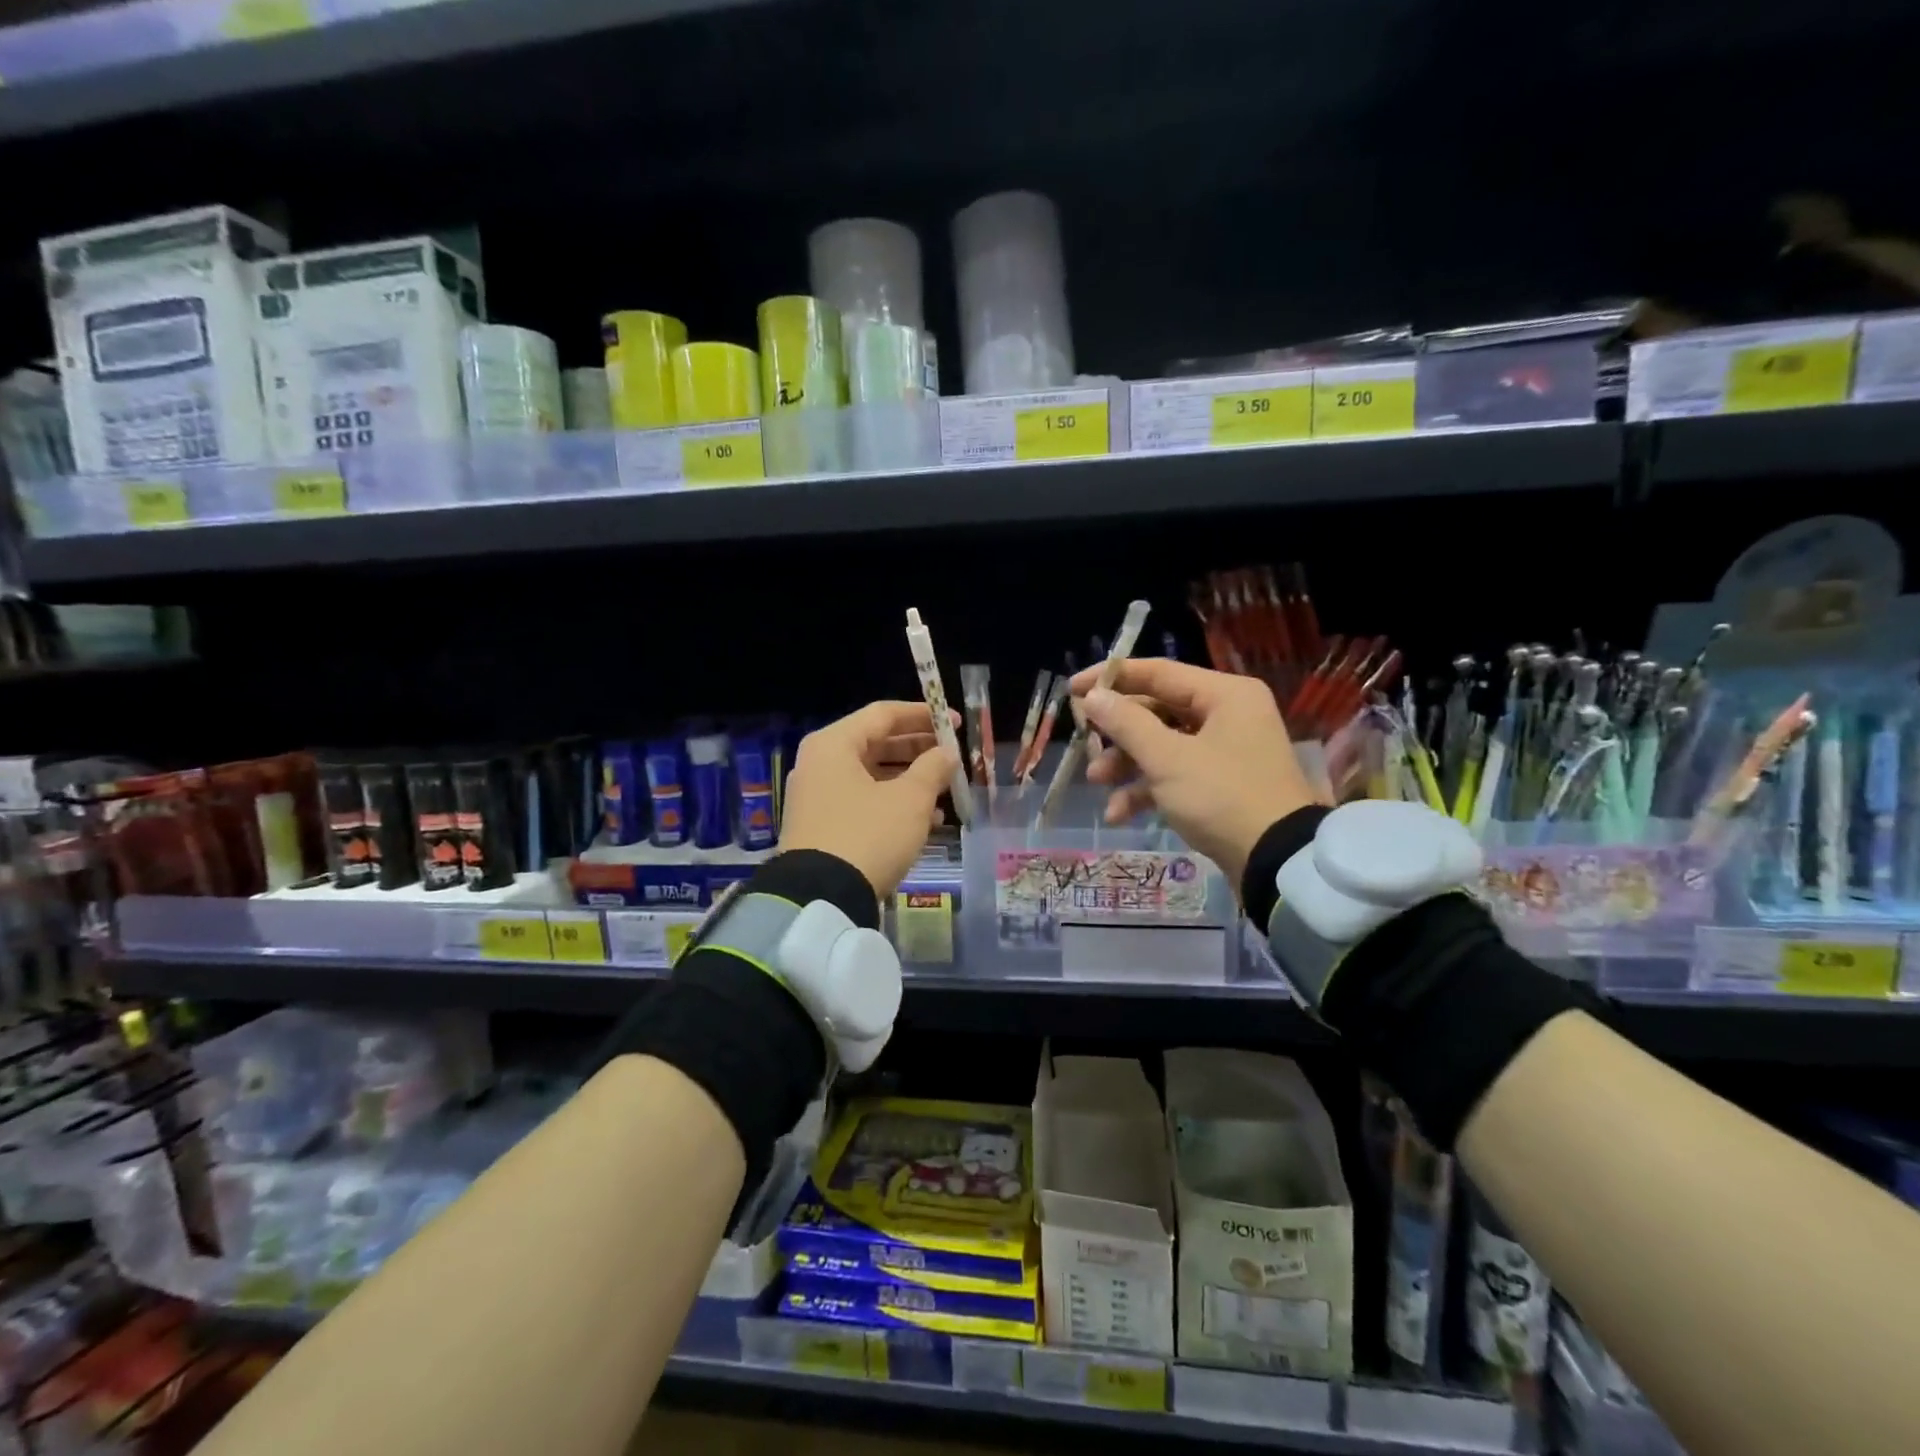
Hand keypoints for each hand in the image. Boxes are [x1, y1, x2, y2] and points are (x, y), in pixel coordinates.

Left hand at [778, 701, 960, 896]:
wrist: (821, 897)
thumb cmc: (868, 835)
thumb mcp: (910, 800)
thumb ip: (933, 768)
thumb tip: (947, 753)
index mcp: (834, 744)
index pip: (883, 714)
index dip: (923, 715)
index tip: (956, 724)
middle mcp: (819, 763)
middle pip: (875, 743)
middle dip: (918, 749)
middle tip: (952, 756)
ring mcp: (816, 796)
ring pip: (871, 775)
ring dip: (910, 779)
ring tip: (946, 788)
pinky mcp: (821, 825)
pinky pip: (862, 800)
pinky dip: (892, 803)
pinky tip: (927, 819)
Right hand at [1070, 659, 1319, 890]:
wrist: (1277, 862)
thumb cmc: (1222, 797)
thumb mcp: (1168, 759)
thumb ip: (1126, 723)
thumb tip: (1093, 696)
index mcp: (1224, 694)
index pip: (1157, 672)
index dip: (1111, 679)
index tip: (1072, 690)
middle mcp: (1227, 714)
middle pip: (1157, 710)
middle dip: (1118, 733)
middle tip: (1084, 743)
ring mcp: (1225, 751)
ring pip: (1162, 745)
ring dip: (1127, 764)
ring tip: (1097, 782)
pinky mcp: (1221, 784)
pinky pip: (1175, 774)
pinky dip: (1147, 790)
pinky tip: (1119, 814)